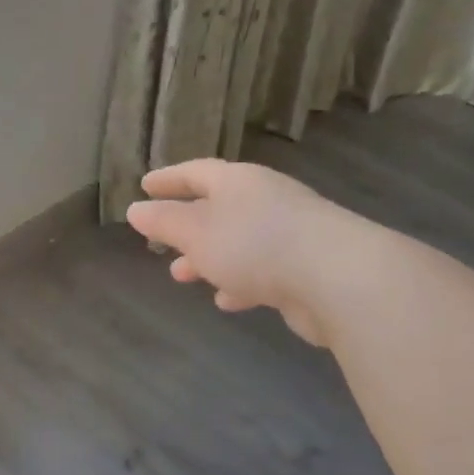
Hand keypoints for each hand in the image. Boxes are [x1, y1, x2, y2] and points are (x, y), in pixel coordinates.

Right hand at [126, 158, 350, 345]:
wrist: (337, 278)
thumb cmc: (254, 245)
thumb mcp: (197, 232)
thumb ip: (164, 222)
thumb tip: (135, 209)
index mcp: (238, 182)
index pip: (196, 173)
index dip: (169, 179)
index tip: (145, 185)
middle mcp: (266, 200)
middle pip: (218, 208)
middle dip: (187, 227)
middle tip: (161, 242)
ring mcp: (290, 233)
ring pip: (238, 242)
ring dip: (209, 258)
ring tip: (184, 276)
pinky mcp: (307, 267)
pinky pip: (262, 270)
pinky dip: (240, 282)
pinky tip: (228, 301)